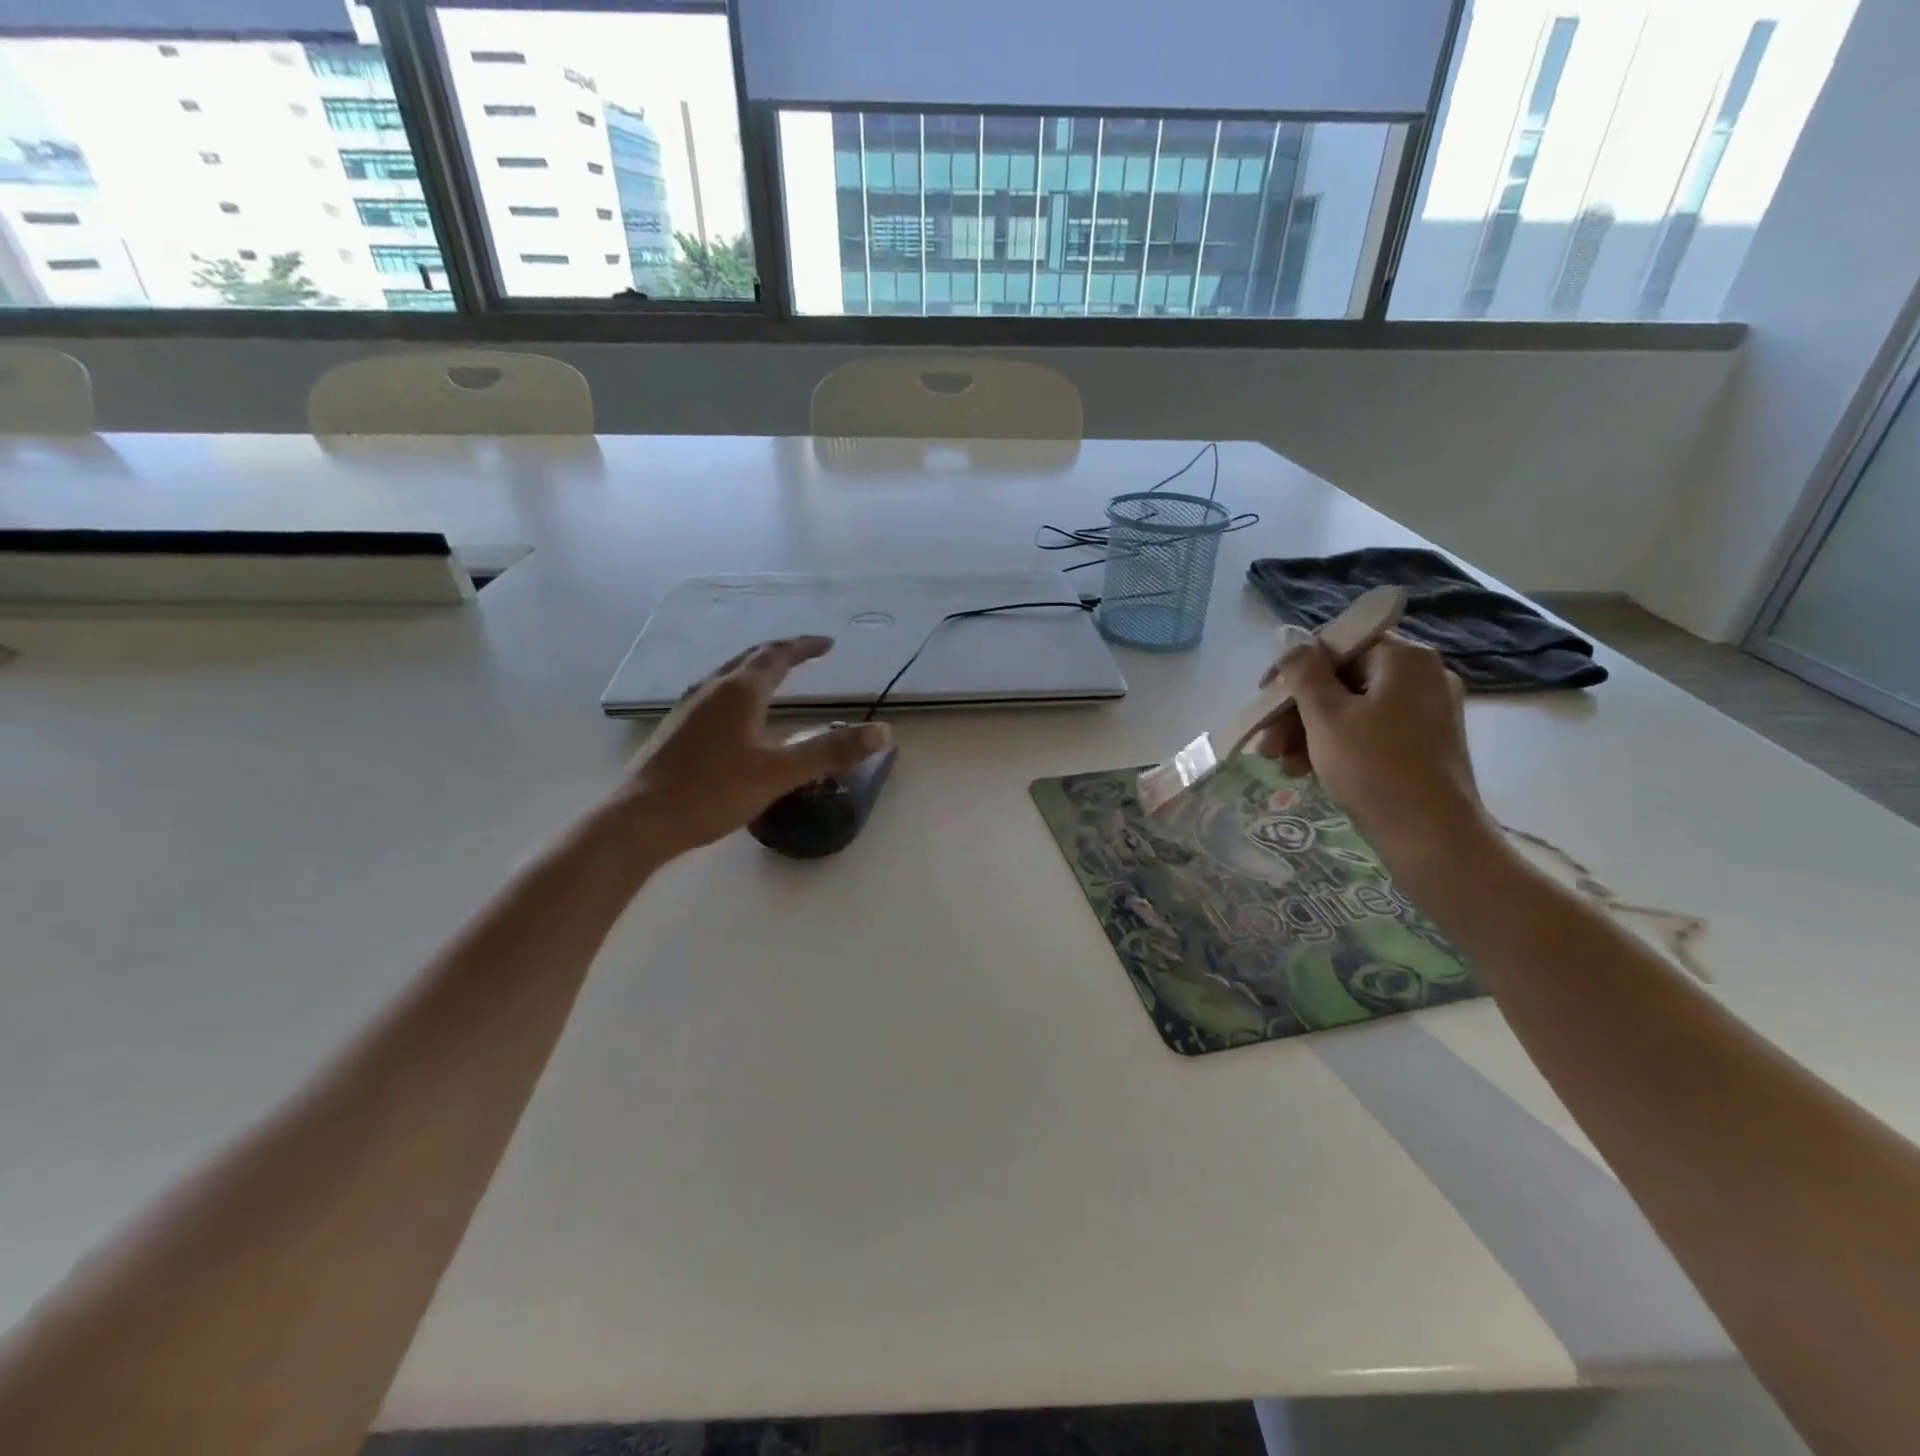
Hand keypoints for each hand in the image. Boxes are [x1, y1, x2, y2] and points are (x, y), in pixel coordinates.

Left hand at [609, 636, 890, 856]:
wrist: (639, 819)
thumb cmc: (712, 792)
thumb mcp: (779, 774)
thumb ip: (830, 752)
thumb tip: (882, 733)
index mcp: (740, 692)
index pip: (778, 656)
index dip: (805, 647)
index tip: (828, 644)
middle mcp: (712, 689)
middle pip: (750, 658)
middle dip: (781, 652)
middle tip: (806, 653)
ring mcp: (689, 707)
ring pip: (728, 674)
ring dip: (755, 668)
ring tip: (774, 676)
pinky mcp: (676, 728)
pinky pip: (715, 694)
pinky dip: (738, 689)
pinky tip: (736, 715)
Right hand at [1256, 634, 1492, 870]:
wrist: (1433, 839)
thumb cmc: (1374, 768)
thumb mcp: (1326, 716)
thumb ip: (1303, 671)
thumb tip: (1288, 635)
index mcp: (1404, 658)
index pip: (1336, 644)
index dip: (1293, 669)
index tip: (1263, 699)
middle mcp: (1421, 676)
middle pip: (1342, 679)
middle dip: (1297, 710)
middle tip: (1266, 742)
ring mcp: (1426, 712)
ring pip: (1352, 708)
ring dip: (1309, 731)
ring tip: (1282, 764)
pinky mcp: (1424, 744)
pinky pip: (1369, 731)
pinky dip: (1336, 745)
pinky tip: (1308, 771)